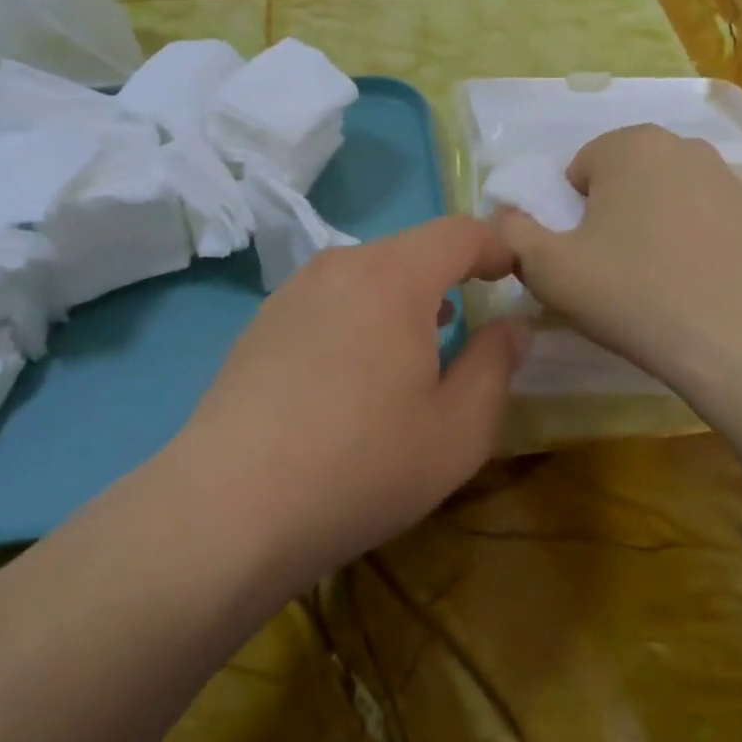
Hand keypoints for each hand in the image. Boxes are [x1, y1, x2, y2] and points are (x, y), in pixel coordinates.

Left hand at [172, 217, 529, 584]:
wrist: (228, 508)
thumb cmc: (362, 466)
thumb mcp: (458, 430)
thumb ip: (496, 365)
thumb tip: (512, 327)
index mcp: (394, 277)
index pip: (458, 232)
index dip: (495, 248)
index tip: (513, 277)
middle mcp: (340, 267)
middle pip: (410, 251)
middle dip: (448, 279)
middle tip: (467, 328)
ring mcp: (292, 293)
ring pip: (366, 276)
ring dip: (401, 301)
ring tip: (415, 352)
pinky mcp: (261, 324)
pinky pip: (329, 302)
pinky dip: (359, 319)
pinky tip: (352, 377)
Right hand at [493, 126, 741, 394]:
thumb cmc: (635, 294)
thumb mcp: (549, 269)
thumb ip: (512, 234)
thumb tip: (502, 217)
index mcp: (629, 145)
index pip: (578, 170)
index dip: (570, 216)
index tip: (582, 258)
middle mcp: (683, 146)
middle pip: (624, 180)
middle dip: (611, 216)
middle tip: (613, 271)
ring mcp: (729, 179)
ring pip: (666, 200)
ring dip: (652, 229)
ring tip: (656, 284)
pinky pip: (706, 223)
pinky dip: (694, 245)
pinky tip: (697, 288)